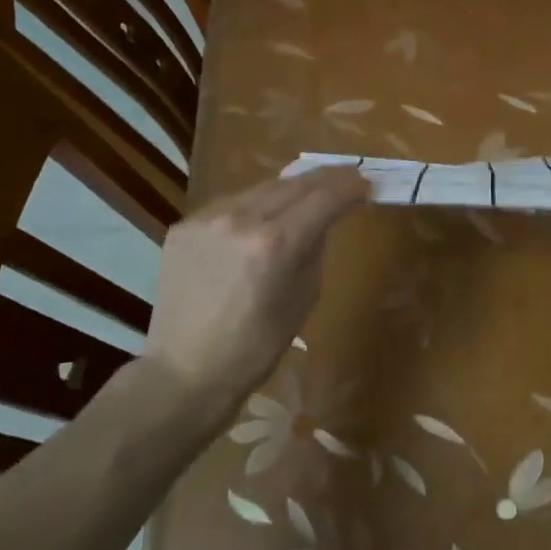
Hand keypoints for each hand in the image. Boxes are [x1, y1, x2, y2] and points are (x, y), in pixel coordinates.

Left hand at [142, 168, 367, 426]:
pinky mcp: (185, 225)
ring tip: (309, 193)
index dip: (350, 186)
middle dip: (325, 179)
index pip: (324, 197)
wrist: (186, 370)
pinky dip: (256, 205)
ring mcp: (207, 218)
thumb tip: (324, 218)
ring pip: (261, 188)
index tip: (366, 184)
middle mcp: (241, 219)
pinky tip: (265, 216)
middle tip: (347, 179)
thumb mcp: (304, 296)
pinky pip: (231, 204)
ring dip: (291, 188)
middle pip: (294, 183)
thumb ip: (316, 248)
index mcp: (276, 242)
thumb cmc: (257, 345)